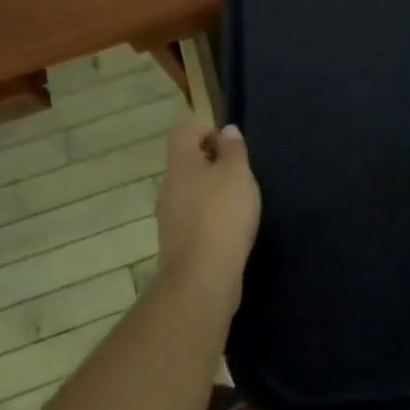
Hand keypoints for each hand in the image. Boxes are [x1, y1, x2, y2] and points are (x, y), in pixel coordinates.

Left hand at [154, 118, 261, 313]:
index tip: (231, 147)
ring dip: (212, 191)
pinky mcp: (177, 243)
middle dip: (213, 163)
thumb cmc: (222, 215)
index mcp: (180, 164)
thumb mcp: (237, 173)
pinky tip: (230, 229)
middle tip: (240, 174)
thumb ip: (233, 149)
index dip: (207, 129)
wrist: (202, 280)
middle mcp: (169, 187)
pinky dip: (210, 217)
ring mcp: (169, 217)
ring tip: (239, 203)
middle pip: (187, 161)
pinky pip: (193, 217)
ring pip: (190, 191)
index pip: (184, 131)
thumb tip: (226, 131)